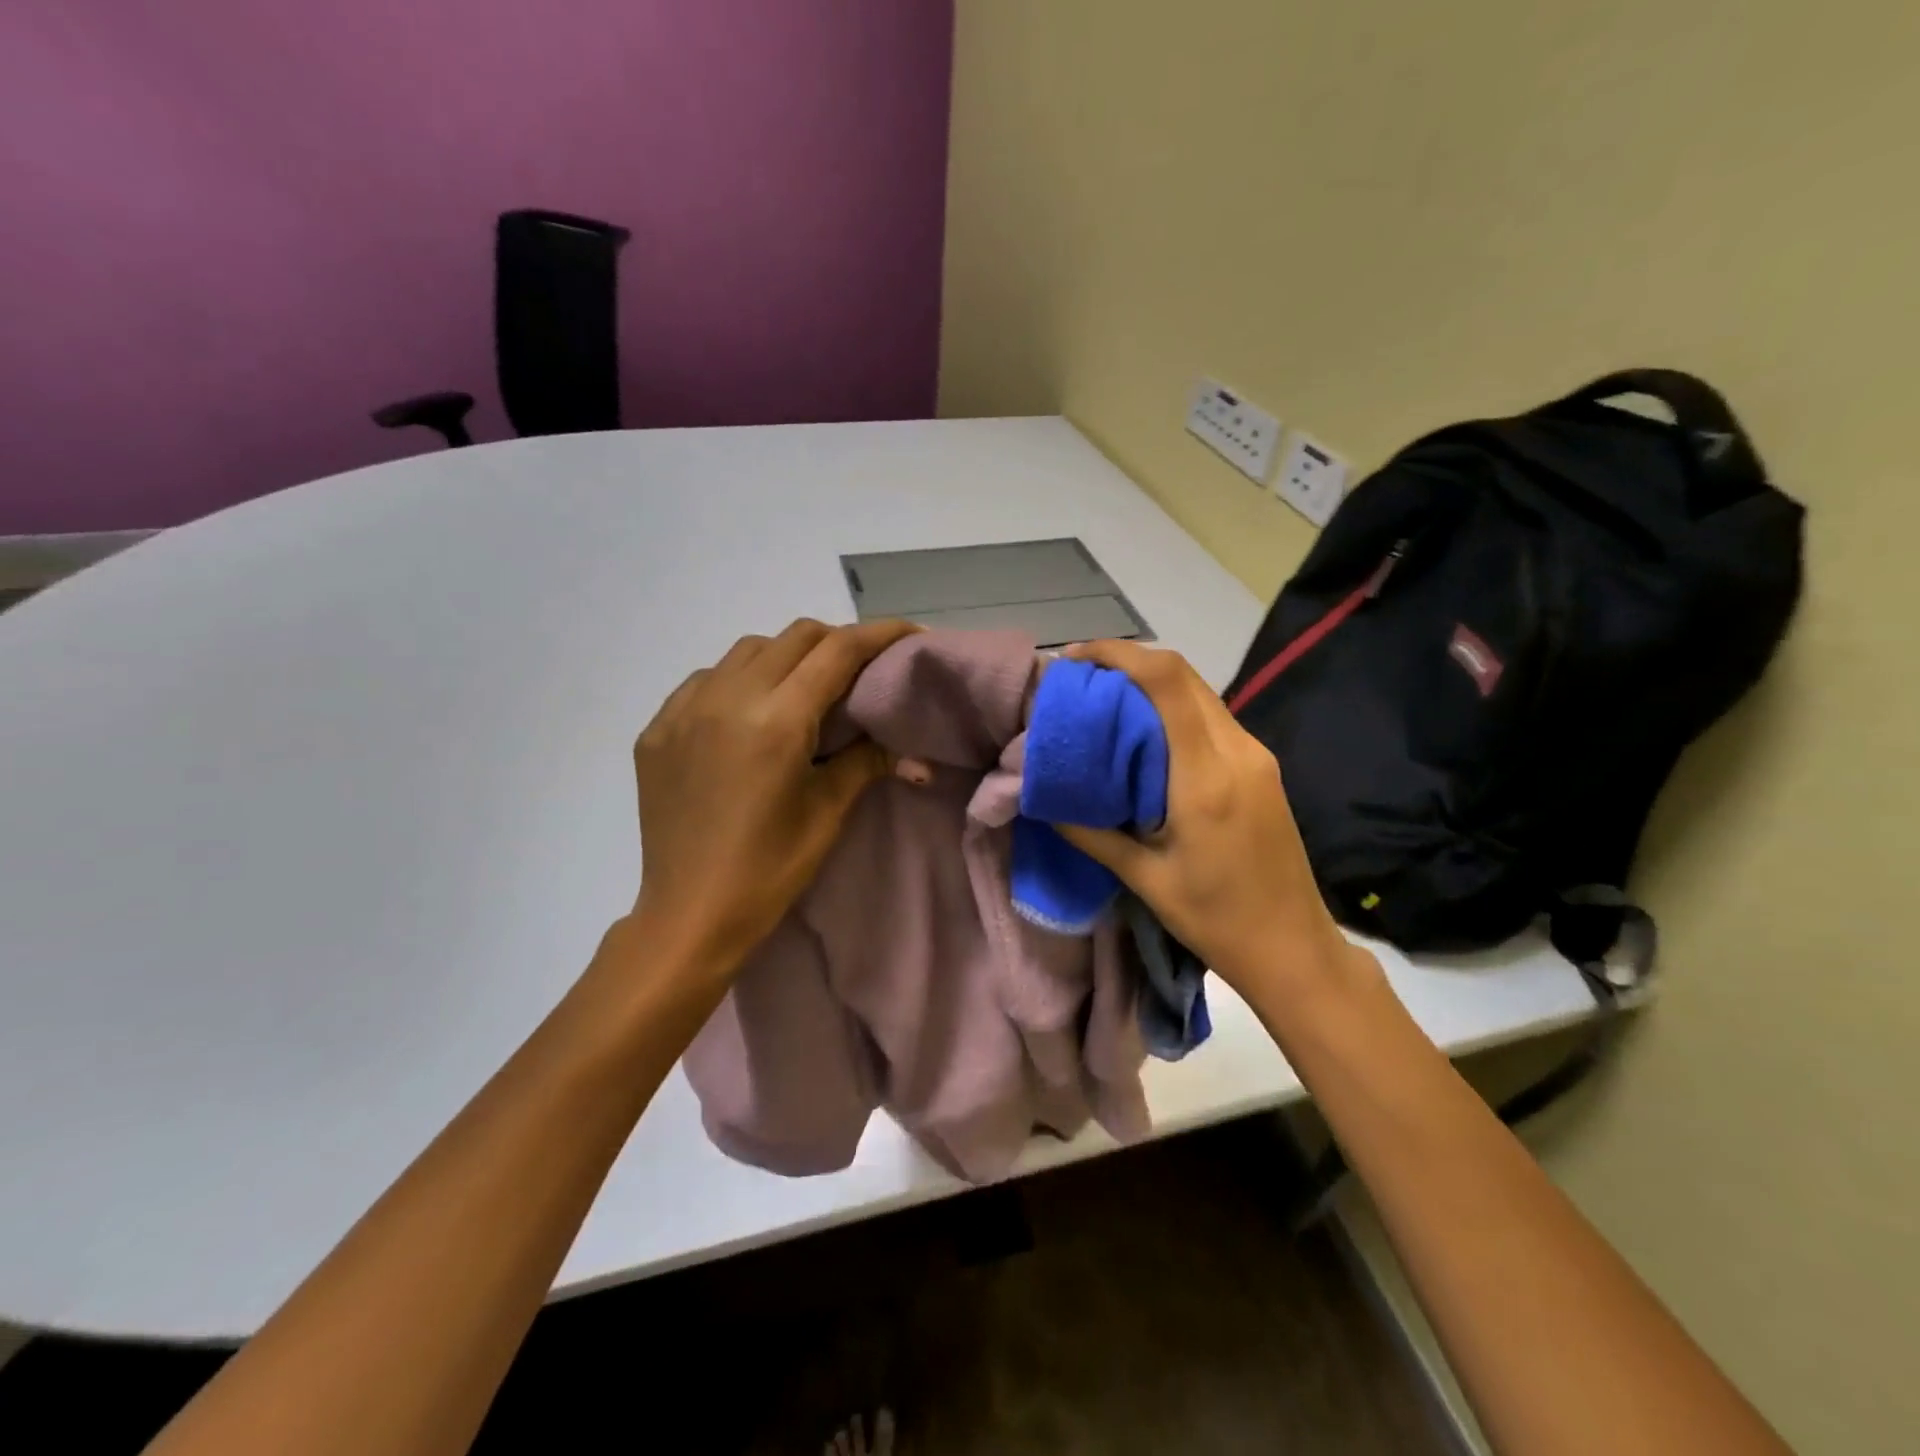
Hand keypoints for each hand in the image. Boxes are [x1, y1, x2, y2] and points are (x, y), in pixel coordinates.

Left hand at [629, 618, 919, 978]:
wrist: (688, 915)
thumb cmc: (769, 870)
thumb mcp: (827, 812)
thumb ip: (868, 761)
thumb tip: (915, 750)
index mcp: (776, 720)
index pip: (837, 651)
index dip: (880, 634)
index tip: (909, 634)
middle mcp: (726, 698)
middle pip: (795, 637)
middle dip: (836, 642)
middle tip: (860, 670)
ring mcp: (683, 710)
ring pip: (747, 650)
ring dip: (786, 656)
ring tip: (803, 690)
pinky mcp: (657, 729)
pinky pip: (705, 680)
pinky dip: (738, 681)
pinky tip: (747, 715)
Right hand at [1055, 640, 1367, 1004]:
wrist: (1293, 947)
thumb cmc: (1216, 919)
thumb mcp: (1144, 879)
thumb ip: (1091, 831)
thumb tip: (1042, 798)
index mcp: (1205, 777)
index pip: (1166, 682)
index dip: (1119, 654)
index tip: (1075, 660)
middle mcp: (1237, 751)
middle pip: (1184, 674)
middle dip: (1129, 661)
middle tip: (1081, 678)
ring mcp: (1255, 756)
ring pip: (1199, 692)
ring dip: (1151, 683)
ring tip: (1105, 700)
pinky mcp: (1261, 767)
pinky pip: (1211, 717)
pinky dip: (1173, 708)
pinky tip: (1144, 732)